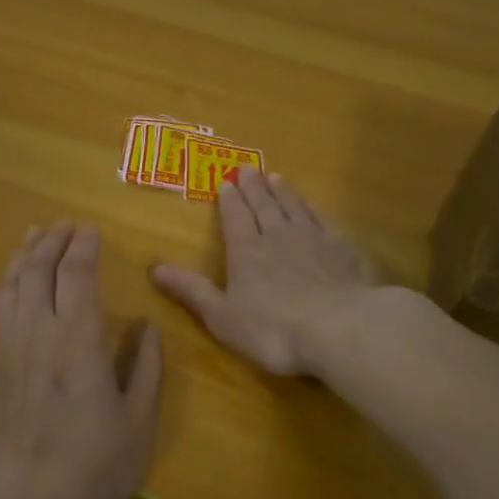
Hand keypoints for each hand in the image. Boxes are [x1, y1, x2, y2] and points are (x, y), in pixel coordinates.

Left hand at [0, 222, 163, 498]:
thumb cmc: (89, 467)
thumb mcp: (138, 424)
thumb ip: (146, 370)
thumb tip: (148, 329)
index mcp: (78, 339)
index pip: (77, 273)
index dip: (84, 246)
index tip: (90, 229)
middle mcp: (37, 332)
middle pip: (38, 269)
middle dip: (52, 240)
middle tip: (64, 224)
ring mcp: (5, 350)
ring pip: (11, 286)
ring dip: (24, 256)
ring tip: (33, 237)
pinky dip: (8, 287)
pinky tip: (14, 289)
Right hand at [151, 168, 378, 375]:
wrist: (341, 328)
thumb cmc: (274, 330)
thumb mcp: (222, 317)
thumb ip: (191, 291)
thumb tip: (154, 268)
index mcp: (247, 253)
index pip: (235, 219)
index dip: (229, 201)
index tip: (226, 182)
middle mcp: (278, 237)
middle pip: (264, 206)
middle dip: (253, 187)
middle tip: (248, 168)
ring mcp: (314, 239)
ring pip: (294, 207)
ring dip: (282, 192)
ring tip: (276, 177)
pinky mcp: (344, 249)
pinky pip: (324, 219)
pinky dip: (314, 208)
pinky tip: (312, 205)